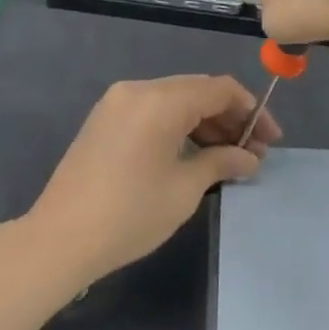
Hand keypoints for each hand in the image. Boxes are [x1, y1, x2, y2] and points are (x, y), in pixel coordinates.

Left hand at [25, 76, 280, 282]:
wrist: (57, 240)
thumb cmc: (130, 214)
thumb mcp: (185, 189)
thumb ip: (222, 162)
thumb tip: (249, 158)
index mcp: (161, 100)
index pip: (220, 89)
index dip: (252, 111)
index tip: (270, 140)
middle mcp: (139, 89)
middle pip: (198, 91)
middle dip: (230, 118)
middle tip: (252, 153)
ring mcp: (117, 103)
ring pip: (175, 100)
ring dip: (205, 123)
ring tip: (228, 158)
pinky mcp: (104, 120)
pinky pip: (153, 111)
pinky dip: (178, 126)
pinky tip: (194, 154)